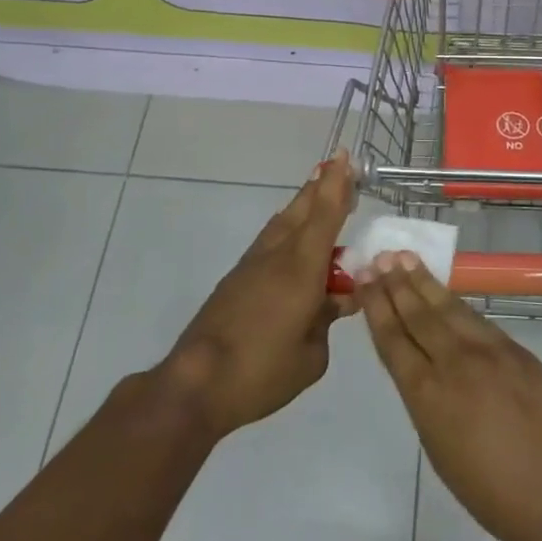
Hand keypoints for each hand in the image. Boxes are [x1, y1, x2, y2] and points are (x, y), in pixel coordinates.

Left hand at [160, 152, 355, 437]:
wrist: (197, 384)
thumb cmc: (262, 371)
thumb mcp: (312, 355)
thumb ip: (328, 319)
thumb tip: (338, 300)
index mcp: (301, 267)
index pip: (325, 214)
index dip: (337, 184)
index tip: (344, 156)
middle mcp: (277, 255)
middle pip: (302, 209)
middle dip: (322, 186)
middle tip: (339, 167)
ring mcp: (253, 265)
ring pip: (283, 222)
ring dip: (304, 204)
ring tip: (318, 193)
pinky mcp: (237, 280)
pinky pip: (271, 241)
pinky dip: (289, 228)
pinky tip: (294, 238)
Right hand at [357, 253, 541, 540]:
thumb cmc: (485, 487)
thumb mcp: (436, 442)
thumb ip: (424, 395)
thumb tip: (420, 362)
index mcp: (426, 393)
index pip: (393, 338)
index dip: (376, 306)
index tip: (364, 278)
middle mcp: (453, 362)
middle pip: (418, 314)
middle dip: (395, 284)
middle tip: (380, 258)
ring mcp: (487, 350)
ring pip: (447, 307)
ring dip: (423, 282)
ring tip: (405, 258)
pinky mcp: (514, 347)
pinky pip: (476, 319)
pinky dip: (455, 302)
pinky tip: (444, 291)